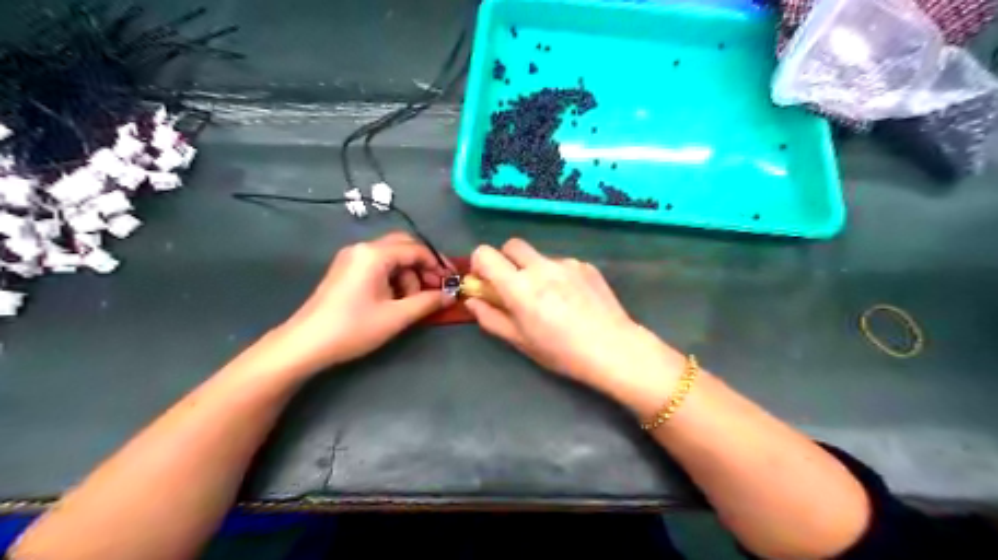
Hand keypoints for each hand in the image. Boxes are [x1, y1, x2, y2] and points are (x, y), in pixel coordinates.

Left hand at [253, 231, 453, 380]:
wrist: (305, 344)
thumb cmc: (353, 328)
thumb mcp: (396, 316)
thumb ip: (427, 302)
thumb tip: (450, 295)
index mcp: (374, 254)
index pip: (416, 249)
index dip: (437, 264)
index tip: (451, 281)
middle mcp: (362, 249)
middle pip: (403, 247)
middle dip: (423, 266)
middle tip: (435, 288)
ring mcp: (351, 258)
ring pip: (391, 257)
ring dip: (408, 275)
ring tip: (412, 301)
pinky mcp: (346, 270)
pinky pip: (378, 265)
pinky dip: (393, 278)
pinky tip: (395, 299)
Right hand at [467, 239, 686, 412]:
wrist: (613, 348)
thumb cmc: (561, 351)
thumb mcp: (520, 341)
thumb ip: (491, 318)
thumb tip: (472, 300)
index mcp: (519, 286)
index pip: (485, 253)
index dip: (480, 264)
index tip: (485, 281)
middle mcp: (540, 267)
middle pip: (512, 245)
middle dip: (506, 261)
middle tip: (515, 286)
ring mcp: (566, 263)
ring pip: (539, 256)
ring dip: (534, 270)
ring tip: (551, 299)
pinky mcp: (586, 265)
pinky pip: (562, 264)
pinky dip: (558, 276)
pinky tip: (572, 300)